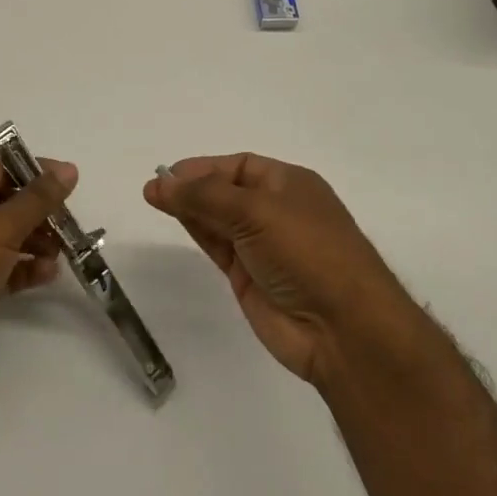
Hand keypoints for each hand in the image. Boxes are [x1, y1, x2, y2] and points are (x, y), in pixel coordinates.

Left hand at [0, 156, 77, 384]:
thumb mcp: (1, 225)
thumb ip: (38, 199)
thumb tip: (68, 169)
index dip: (33, 172)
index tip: (67, 181)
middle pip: (4, 203)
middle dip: (38, 212)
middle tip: (69, 222)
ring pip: (5, 237)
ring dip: (35, 242)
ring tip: (62, 251)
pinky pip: (2, 268)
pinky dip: (24, 268)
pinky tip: (48, 274)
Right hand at [144, 153, 414, 384]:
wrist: (342, 330)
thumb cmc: (307, 251)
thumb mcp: (256, 211)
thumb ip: (205, 195)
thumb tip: (161, 182)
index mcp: (290, 184)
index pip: (239, 166)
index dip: (203, 167)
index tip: (169, 173)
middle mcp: (277, 210)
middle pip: (226, 190)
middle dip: (192, 186)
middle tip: (154, 188)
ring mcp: (263, 246)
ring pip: (218, 218)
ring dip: (189, 207)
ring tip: (153, 198)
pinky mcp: (251, 278)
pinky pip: (218, 246)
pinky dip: (197, 231)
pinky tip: (176, 219)